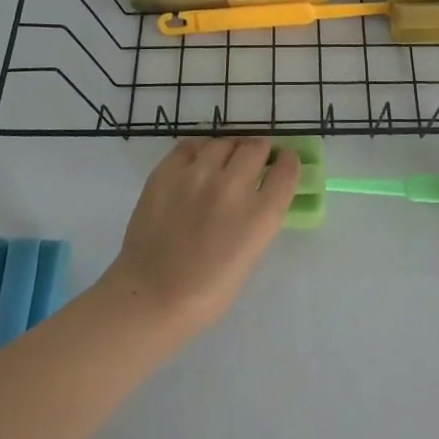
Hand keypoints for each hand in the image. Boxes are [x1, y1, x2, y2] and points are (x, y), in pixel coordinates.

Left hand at [100, 137, 298, 339]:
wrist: (150, 296)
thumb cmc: (206, 293)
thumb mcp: (249, 256)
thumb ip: (257, 220)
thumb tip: (257, 195)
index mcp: (259, 216)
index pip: (286, 171)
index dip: (288, 162)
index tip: (284, 162)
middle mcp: (232, 187)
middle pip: (256, 148)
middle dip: (259, 151)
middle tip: (254, 159)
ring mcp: (197, 175)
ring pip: (224, 142)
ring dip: (230, 149)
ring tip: (225, 159)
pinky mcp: (168, 171)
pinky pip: (191, 145)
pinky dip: (200, 149)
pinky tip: (198, 160)